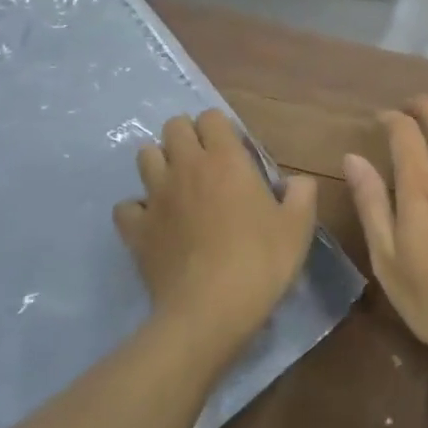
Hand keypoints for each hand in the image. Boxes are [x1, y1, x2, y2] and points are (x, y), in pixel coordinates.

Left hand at [115, 109, 317, 355]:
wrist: (209, 311)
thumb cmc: (259, 262)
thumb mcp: (298, 228)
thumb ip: (301, 194)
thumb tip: (297, 181)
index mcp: (226, 159)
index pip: (212, 117)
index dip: (220, 128)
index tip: (233, 151)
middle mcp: (186, 166)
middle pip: (173, 126)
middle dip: (186, 136)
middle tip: (203, 162)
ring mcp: (156, 196)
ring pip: (145, 156)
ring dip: (159, 163)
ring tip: (176, 185)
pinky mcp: (136, 228)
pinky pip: (126, 206)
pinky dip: (137, 209)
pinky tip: (152, 222)